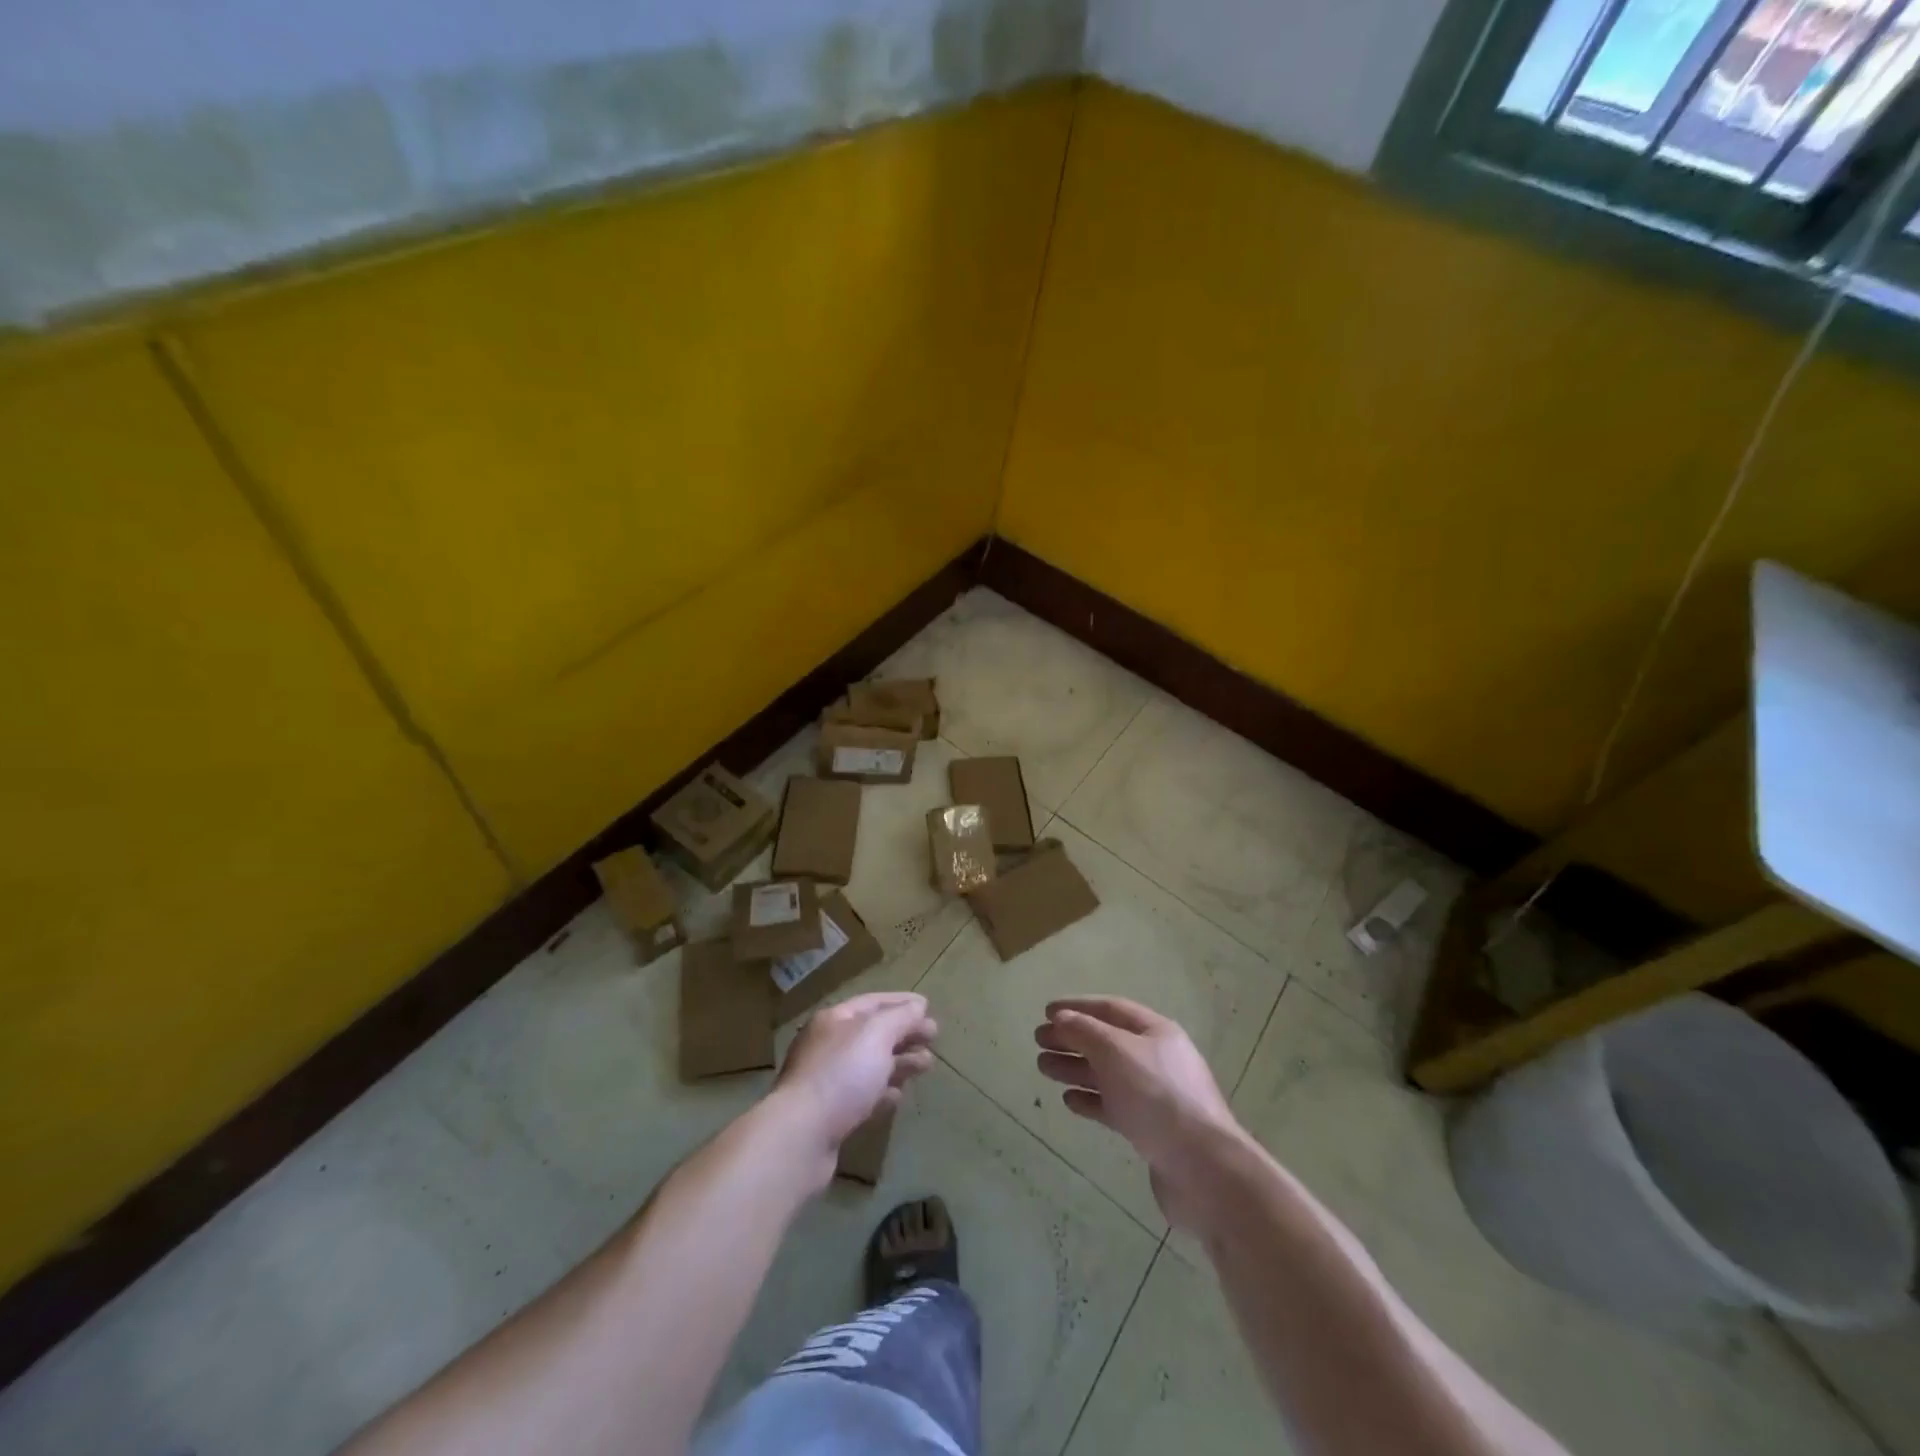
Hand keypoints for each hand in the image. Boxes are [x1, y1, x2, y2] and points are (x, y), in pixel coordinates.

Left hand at [776, 991, 937, 1155]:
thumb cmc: (842, 1074)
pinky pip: (862, 1095)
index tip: (928, 1007)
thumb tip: (918, 1006)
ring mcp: (827, 1081)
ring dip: (900, 1062)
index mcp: (834, 1020)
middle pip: (873, 1033)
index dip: (901, 1002)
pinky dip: (883, 1091)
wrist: (801, 1136)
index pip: (873, 1002)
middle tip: (934, 1037)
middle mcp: (828, 1045)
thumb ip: (900, 1017)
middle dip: (904, 1033)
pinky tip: (898, 1096)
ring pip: (870, 1064)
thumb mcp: (877, 1035)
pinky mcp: (830, 1114)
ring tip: (927, 1065)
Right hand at [1034, 997, 1243, 1229]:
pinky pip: (1115, 1106)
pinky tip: (1069, 1100)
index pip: (1111, 1009)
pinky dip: (1091, 1100)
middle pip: (1107, 1042)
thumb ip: (1085, 1031)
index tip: (1046, 1012)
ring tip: (1043, 1068)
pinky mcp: (1151, 1130)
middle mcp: (1157, 1059)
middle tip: (1038, 1041)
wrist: (1203, 1169)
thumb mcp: (1116, 1052)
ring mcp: (1156, 1096)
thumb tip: (1062, 1017)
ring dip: (1075, 1068)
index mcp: (1156, 1032)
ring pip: (1107, 1075)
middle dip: (1072, 1039)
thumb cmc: (1157, 1097)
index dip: (1078, 1007)